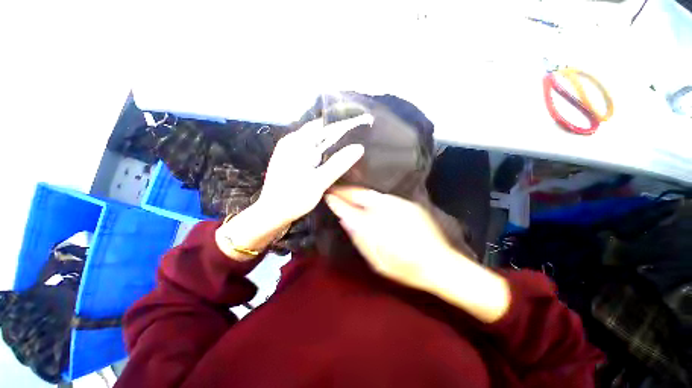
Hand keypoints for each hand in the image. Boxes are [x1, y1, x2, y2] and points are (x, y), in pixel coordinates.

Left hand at [257, 115, 372, 227]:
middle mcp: (291, 142)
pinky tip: (330, 162)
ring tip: (347, 152)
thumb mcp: (319, 181)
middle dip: (336, 137)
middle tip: (354, 144)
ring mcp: (288, 152)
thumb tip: (358, 147)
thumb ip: (339, 163)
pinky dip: (321, 155)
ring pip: (314, 143)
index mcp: (296, 142)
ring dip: (329, 147)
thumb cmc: (294, 197)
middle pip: (318, 133)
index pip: (323, 125)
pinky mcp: (289, 162)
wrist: (272, 214)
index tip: (358, 130)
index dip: (341, 126)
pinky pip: (309, 152)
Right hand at [325, 186, 510, 322]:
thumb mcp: (377, 261)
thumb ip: (360, 239)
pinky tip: (367, 200)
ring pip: (372, 193)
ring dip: (358, 192)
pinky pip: (384, 197)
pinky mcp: (408, 204)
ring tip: (347, 192)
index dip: (337, 201)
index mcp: (376, 227)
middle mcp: (386, 211)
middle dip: (346, 190)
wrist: (441, 264)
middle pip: (360, 194)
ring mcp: (398, 205)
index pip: (350, 209)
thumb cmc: (406, 269)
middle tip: (335, 189)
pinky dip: (372, 197)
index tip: (327, 195)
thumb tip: (346, 220)